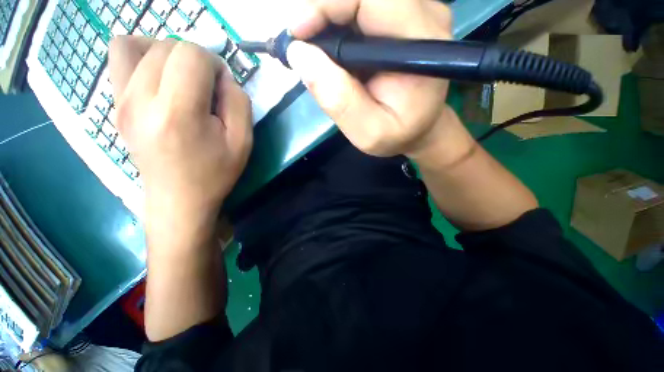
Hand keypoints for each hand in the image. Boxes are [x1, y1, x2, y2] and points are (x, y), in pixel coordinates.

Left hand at [108, 37, 251, 231]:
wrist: (178, 199)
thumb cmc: (216, 173)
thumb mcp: (243, 142)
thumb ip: (239, 102)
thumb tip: (222, 77)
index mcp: (178, 113)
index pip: (191, 54)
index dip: (214, 63)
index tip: (222, 87)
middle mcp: (140, 100)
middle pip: (167, 46)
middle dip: (195, 59)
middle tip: (207, 87)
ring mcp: (120, 101)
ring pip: (137, 45)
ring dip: (167, 53)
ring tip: (181, 78)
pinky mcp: (114, 105)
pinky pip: (119, 58)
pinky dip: (141, 56)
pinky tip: (158, 78)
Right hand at [287, 0, 453, 156]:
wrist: (419, 127)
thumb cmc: (397, 134)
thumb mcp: (368, 133)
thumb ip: (340, 101)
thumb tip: (299, 55)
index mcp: (418, 44)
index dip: (327, 5)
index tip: (297, 34)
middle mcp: (423, 15)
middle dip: (323, 13)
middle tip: (302, 46)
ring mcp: (415, 11)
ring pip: (359, 0)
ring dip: (329, 20)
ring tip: (317, 54)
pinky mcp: (403, 15)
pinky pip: (362, 8)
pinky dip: (338, 23)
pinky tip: (334, 51)